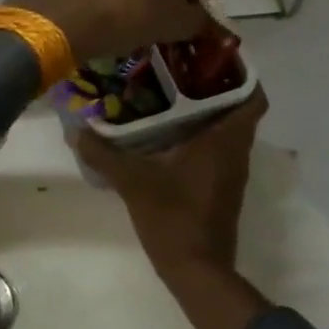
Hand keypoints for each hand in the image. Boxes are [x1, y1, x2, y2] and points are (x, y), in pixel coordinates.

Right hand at [76, 88, 266, 281]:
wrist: (197, 272)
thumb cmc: (173, 217)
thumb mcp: (132, 181)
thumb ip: (104, 153)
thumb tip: (76, 130)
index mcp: (225, 140)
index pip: (253, 97)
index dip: (241, 73)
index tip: (212, 57)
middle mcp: (236, 151)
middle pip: (237, 108)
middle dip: (213, 86)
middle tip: (178, 69)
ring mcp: (231, 172)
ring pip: (227, 129)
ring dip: (206, 111)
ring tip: (169, 93)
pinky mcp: (221, 188)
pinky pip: (218, 149)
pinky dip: (200, 135)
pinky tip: (168, 133)